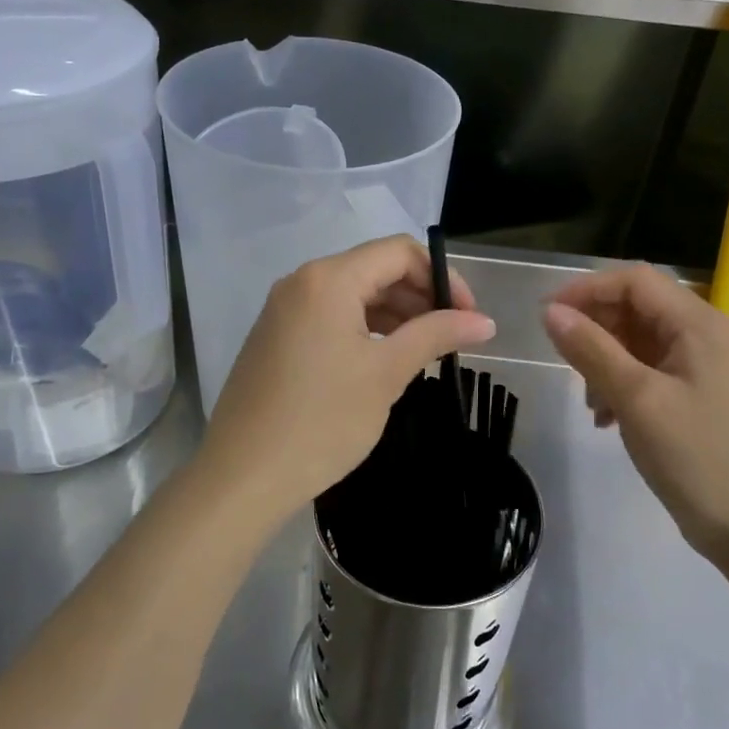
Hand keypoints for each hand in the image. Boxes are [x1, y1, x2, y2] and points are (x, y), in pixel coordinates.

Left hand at [199, 235, 496, 532]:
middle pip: (375, 270)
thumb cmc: (322, 420)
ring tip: (425, 353)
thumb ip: (436, 335)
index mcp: (329, 279)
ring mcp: (284, 309)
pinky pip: (330, 317)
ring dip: (395, 315)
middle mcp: (302, 282)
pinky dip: (365, 329)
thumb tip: (486, 321)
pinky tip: (385, 361)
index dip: (441, 277)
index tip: (468, 316)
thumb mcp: (387, 373)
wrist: (243, 476)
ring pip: (353, 295)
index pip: (399, 252)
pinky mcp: (276, 337)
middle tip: (452, 338)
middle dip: (419, 297)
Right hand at [542, 265, 728, 559]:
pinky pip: (645, 370)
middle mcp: (703, 334)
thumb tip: (550, 312)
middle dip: (595, 328)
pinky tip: (605, 418)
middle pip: (636, 307)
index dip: (587, 289)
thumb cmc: (696, 456)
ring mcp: (699, 366)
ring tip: (589, 401)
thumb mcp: (637, 399)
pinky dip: (618, 384)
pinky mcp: (692, 394)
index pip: (635, 281)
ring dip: (603, 361)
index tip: (547, 315)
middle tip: (563, 360)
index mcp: (699, 324)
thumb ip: (592, 350)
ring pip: (636, 340)